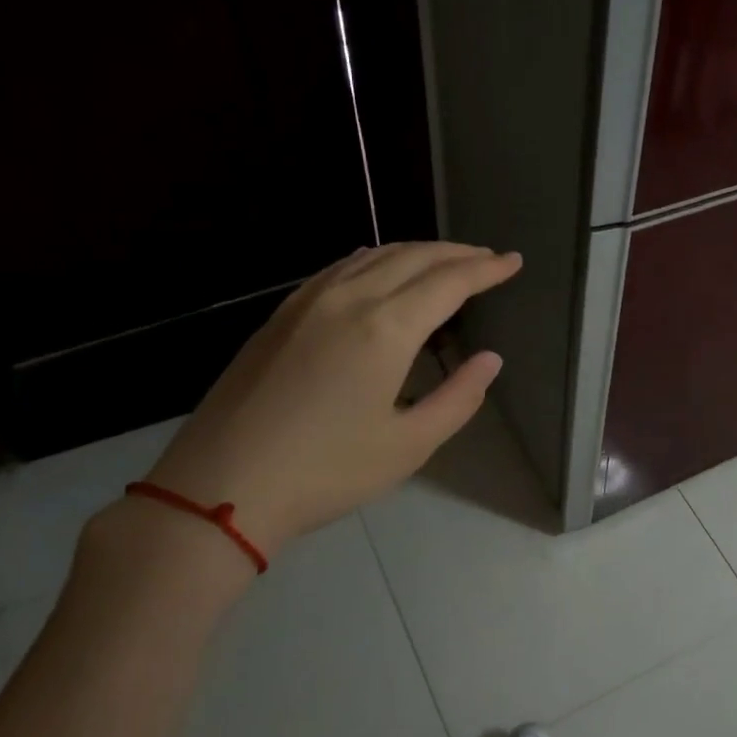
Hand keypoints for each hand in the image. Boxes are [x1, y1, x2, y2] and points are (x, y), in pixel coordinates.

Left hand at [141, 242, 522, 556]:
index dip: (486, 269)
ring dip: (418, 252)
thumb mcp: (408, 446)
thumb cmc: (326, 472)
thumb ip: (459, 398)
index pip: (449, 282)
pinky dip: (375, 259)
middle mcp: (349, 299)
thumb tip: (491, 360)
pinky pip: (340, 267)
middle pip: (414, 257)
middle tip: (489, 259)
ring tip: (446, 261)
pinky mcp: (281, 315)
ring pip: (374, 255)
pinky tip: (380, 269)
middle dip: (458, 253)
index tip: (513, 261)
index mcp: (386, 329)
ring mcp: (308, 302)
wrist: (223, 485)